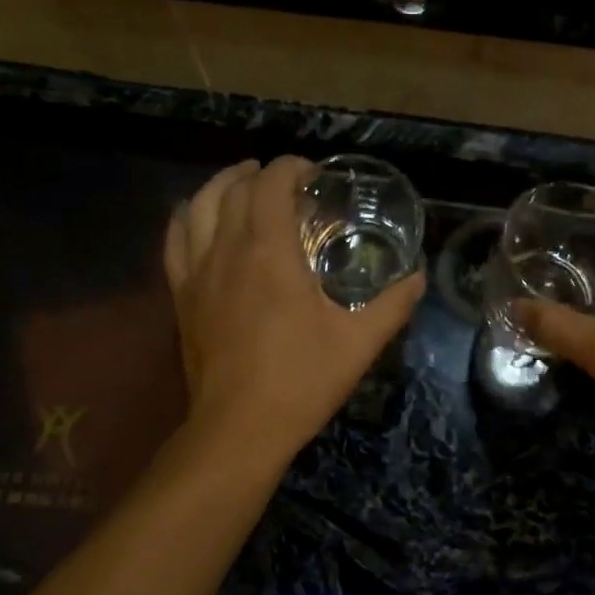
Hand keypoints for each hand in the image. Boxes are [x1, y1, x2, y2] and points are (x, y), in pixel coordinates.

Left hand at [164, 158, 424, 458]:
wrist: (240, 427)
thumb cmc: (301, 381)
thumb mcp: (359, 344)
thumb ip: (392, 305)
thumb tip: (418, 276)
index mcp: (270, 252)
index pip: (272, 184)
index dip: (292, 167)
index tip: (314, 175)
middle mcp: (227, 250)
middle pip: (234, 188)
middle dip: (261, 173)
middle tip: (288, 183)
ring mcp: (197, 273)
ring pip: (198, 205)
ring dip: (221, 185)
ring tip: (243, 184)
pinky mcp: (182, 296)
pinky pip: (175, 240)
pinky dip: (188, 217)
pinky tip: (199, 218)